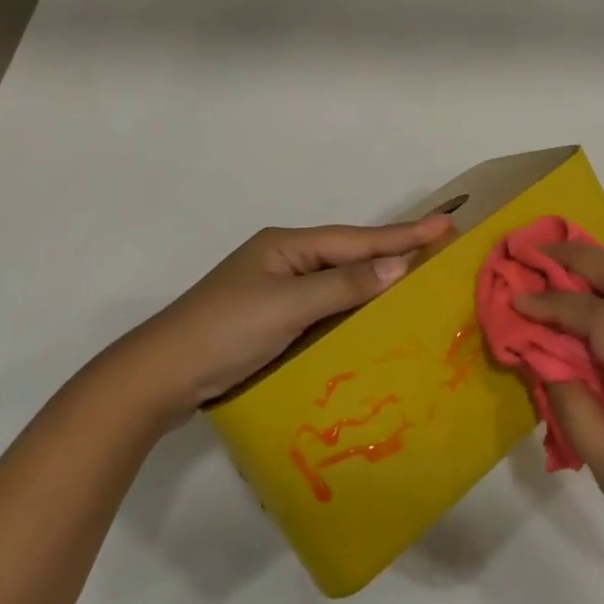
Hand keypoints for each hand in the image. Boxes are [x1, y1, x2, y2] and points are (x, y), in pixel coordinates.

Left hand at [99, 213, 454, 427]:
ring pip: (338, 282)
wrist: (158, 378)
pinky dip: (351, 308)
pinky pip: (324, 307)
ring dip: (374, 282)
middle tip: (439, 249)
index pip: (357, 239)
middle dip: (393, 252)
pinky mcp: (272, 321)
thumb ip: (343, 285)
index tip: (446, 225)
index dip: (403, 234)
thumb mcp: (286, 305)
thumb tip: (399, 266)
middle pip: (349, 255)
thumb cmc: (224, 332)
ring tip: (417, 280)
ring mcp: (276, 291)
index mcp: (287, 245)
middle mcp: (285, 261)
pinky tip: (372, 318)